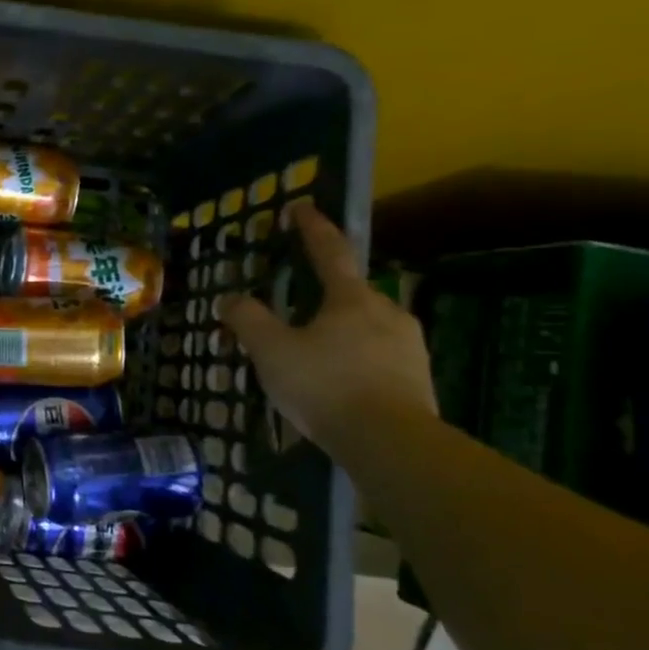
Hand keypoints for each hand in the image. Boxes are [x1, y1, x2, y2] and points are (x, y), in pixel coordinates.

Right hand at [220, 203, 436, 453]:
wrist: (391, 443)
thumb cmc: (326, 386)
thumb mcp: (272, 352)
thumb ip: (248, 320)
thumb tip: (229, 298)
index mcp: (351, 298)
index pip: (329, 251)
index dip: (312, 228)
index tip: (302, 207)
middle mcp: (387, 312)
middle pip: (353, 292)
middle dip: (328, 293)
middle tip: (301, 305)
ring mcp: (409, 346)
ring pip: (369, 326)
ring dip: (344, 330)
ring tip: (319, 351)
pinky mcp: (419, 378)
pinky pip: (381, 356)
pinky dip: (358, 360)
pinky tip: (342, 381)